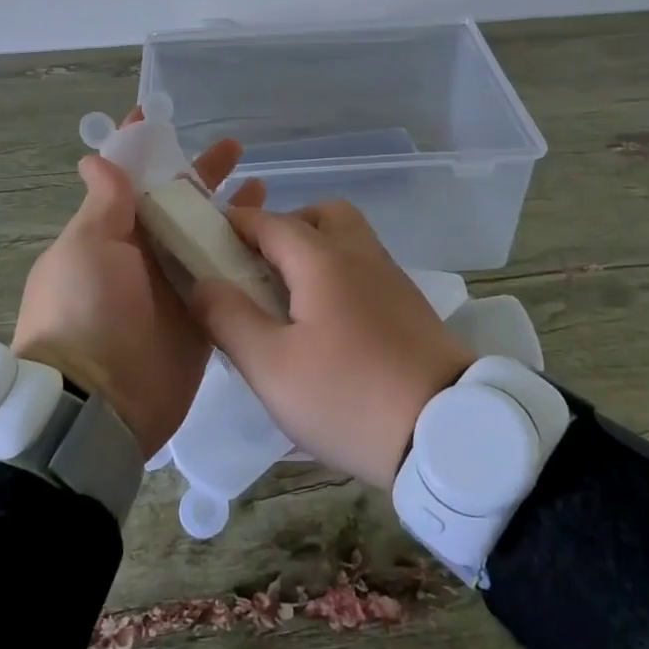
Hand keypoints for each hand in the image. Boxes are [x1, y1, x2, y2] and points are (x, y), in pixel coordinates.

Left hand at [12, 114, 263, 458]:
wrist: (99, 404)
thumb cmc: (85, 312)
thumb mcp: (86, 248)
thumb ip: (104, 205)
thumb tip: (96, 159)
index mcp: (109, 235)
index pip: (128, 180)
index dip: (142, 147)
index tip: (158, 114)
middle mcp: (142, 256)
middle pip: (178, 205)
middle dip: (201, 174)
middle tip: (233, 147)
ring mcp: (174, 287)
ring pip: (206, 238)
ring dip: (229, 211)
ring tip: (261, 184)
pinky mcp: (203, 317)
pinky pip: (226, 278)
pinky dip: (245, 256)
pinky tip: (273, 236)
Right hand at [188, 200, 474, 488]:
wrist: (447, 433)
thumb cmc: (348, 396)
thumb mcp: (272, 367)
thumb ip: (229, 318)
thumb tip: (201, 282)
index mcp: (323, 260)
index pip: (268, 221)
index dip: (231, 224)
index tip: (203, 240)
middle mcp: (360, 255)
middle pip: (320, 215)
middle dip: (283, 228)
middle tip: (257, 270)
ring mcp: (391, 277)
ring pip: (348, 239)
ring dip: (313, 250)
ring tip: (288, 300)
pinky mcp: (409, 305)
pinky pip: (364, 268)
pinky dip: (338, 274)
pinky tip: (325, 321)